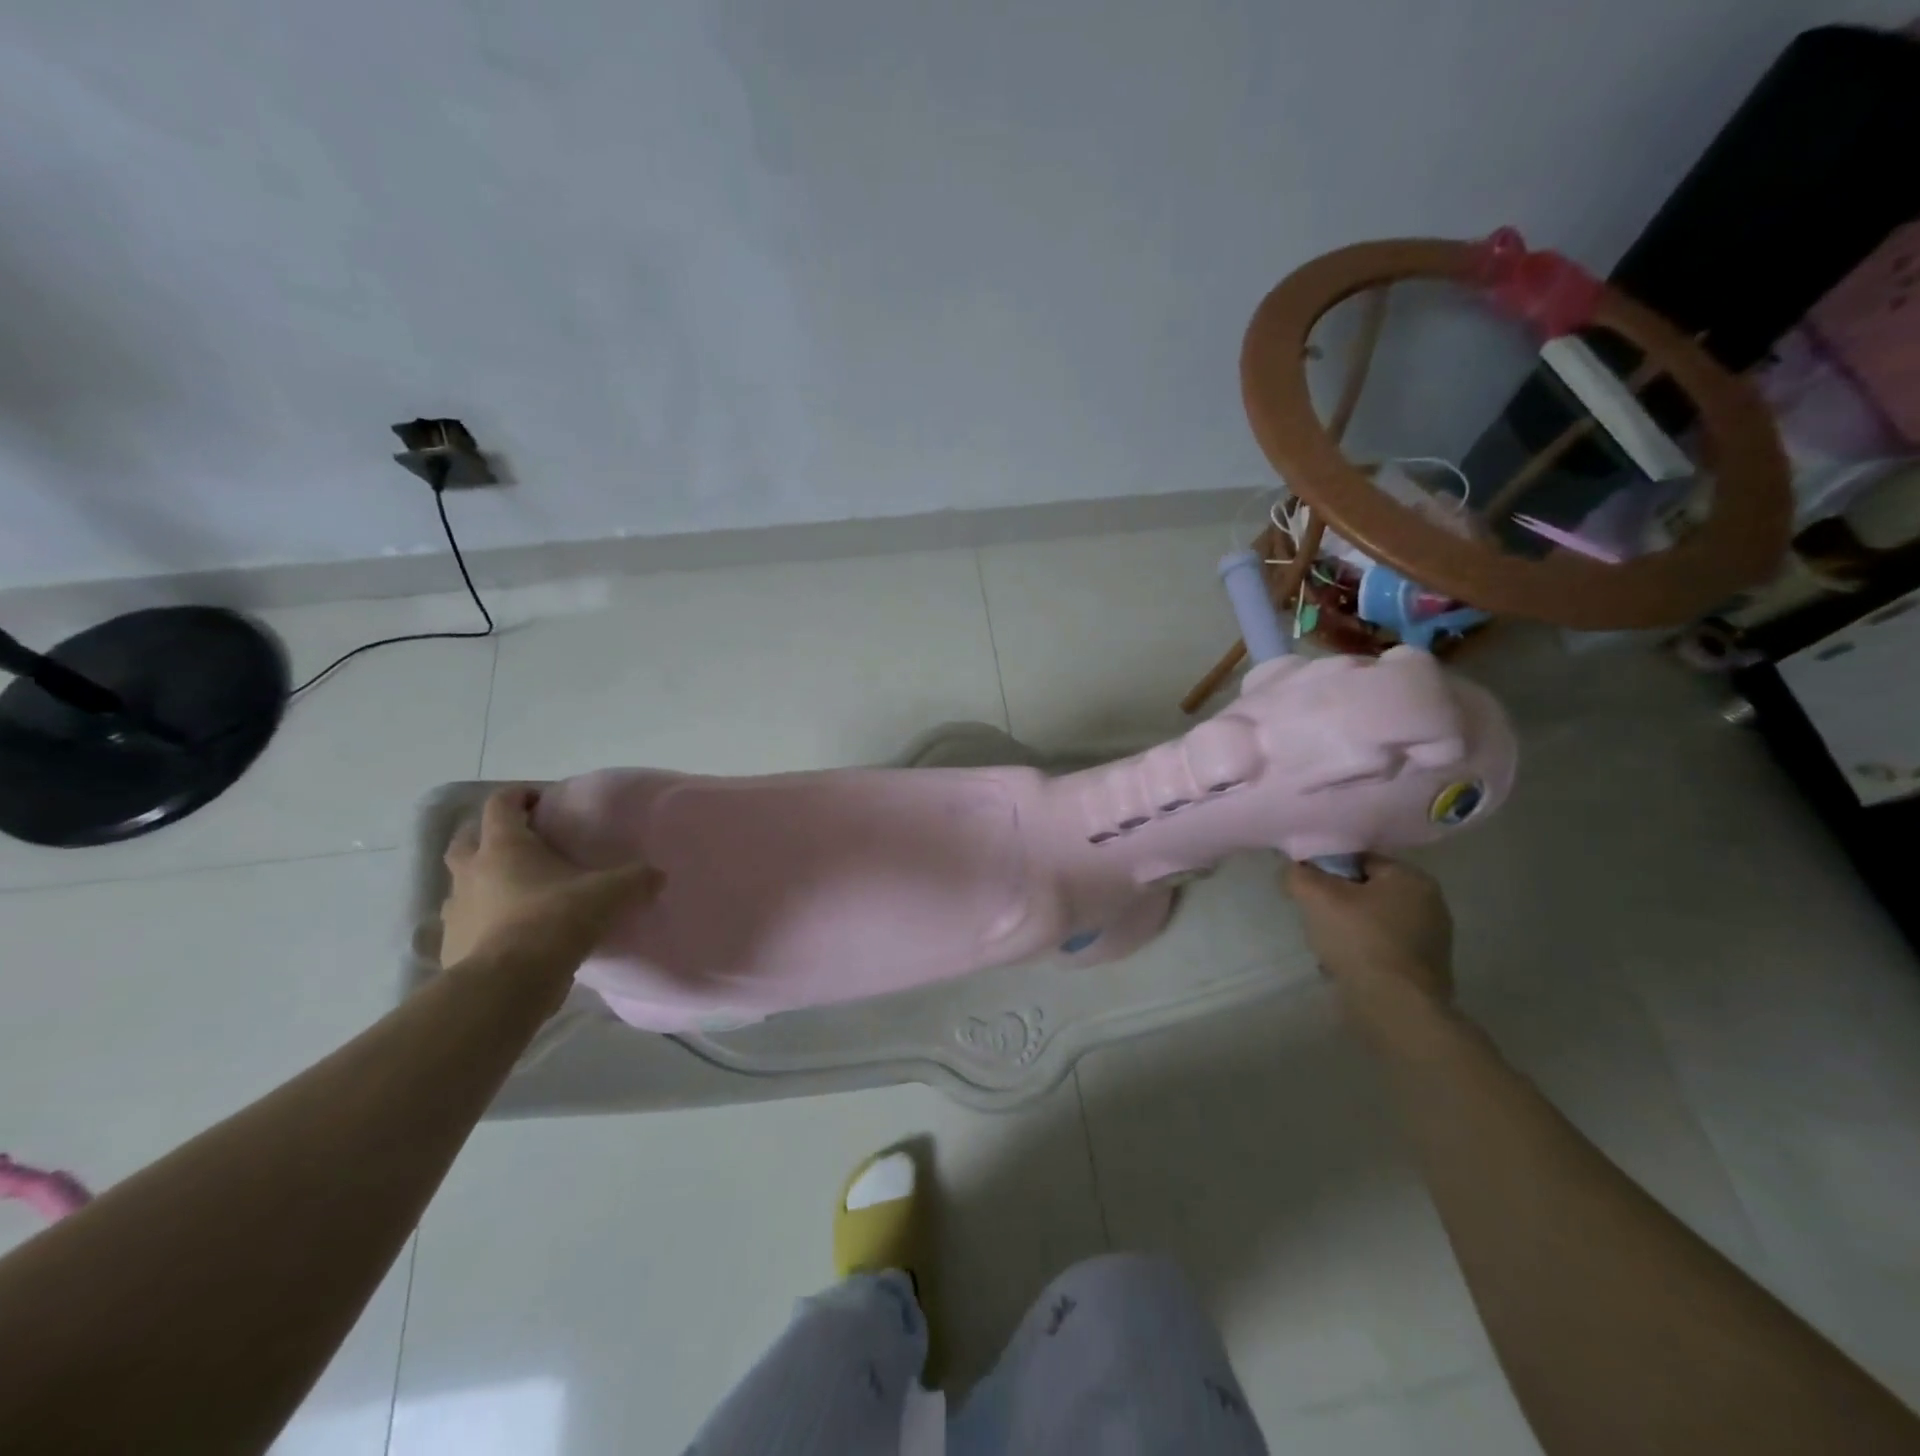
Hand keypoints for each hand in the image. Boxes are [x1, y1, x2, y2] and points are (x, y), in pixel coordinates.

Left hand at [440, 787, 661, 985]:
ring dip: (481, 879)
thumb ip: (635, 880)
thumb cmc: (555, 920)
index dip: (520, 795)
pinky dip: (482, 920)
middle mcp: (472, 870)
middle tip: (521, 841)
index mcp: (504, 846)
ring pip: (462, 882)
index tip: (542, 801)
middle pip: (467, 838)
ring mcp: (456, 909)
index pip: (502, 803)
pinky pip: (465, 922)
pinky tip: (507, 932)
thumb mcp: (609, 894)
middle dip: (489, 834)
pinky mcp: (452, 944)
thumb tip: (658, 875)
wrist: (508, 983)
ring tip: (514, 890)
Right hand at [1284, 854, 1453, 1006]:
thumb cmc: (1360, 941)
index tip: (1306, 888)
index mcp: (1411, 878)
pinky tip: (1343, 966)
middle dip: (1336, 902)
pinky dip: (1361, 952)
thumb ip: (1299, 874)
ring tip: (1326, 945)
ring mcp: (1431, 939)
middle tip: (1314, 917)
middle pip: (1365, 890)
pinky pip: (1381, 948)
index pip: (1358, 859)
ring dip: (1346, 929)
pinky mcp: (1424, 969)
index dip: (1326, 870)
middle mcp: (1429, 903)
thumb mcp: (1316, 897)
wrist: (1395, 1008)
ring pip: (1371, 921)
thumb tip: (1293, 870)